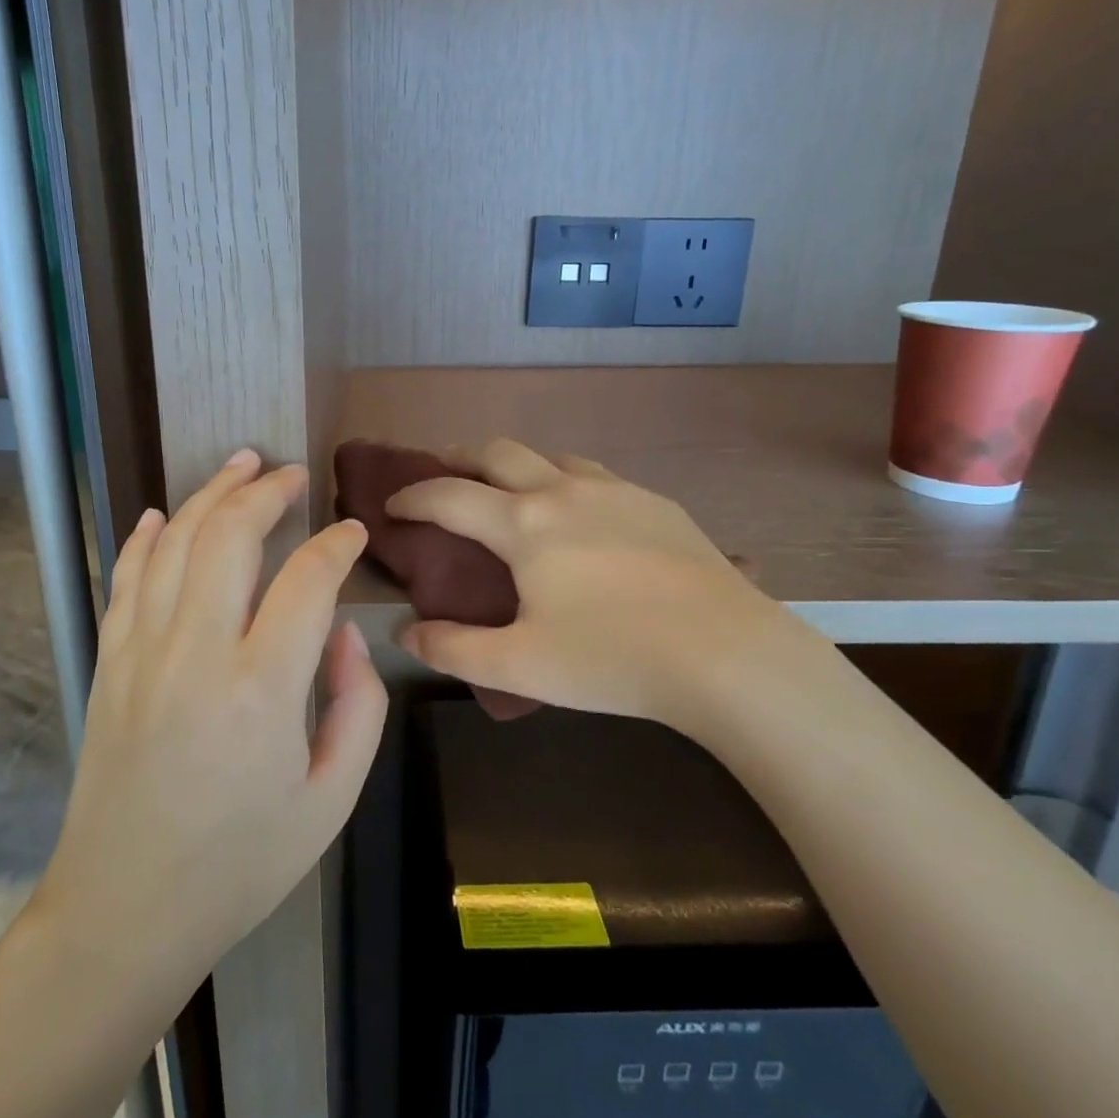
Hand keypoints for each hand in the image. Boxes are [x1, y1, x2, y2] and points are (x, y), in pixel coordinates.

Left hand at [31, 450, 387, 988]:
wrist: (125, 910)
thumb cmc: (240, 863)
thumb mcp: (331, 799)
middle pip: (229, 536)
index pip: (307, 580)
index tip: (353, 532)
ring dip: (210, 494)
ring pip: (174, 543)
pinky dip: (146, 537)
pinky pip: (127, 579)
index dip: (336, 545)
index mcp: (261, 689)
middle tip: (294, 475)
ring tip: (241, 464)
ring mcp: (142, 652)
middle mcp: (196, 653)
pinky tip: (161, 514)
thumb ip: (358, 705)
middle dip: (266, 492)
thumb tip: (342, 631)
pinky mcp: (110, 663)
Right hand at [387, 440, 826, 736]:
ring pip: (552, 457)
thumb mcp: (519, 665)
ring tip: (512, 491)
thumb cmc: (612, 659)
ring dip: (518, 465)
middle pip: (499, 452)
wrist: (727, 654)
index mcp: (524, 524)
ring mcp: (616, 491)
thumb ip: (453, 648)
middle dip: (460, 458)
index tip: (392, 505)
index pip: (449, 495)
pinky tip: (583, 514)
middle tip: (442, 474)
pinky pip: (597, 476)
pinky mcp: (657, 504)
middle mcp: (564, 491)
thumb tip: (406, 632)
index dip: (412, 496)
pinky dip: (567, 481)